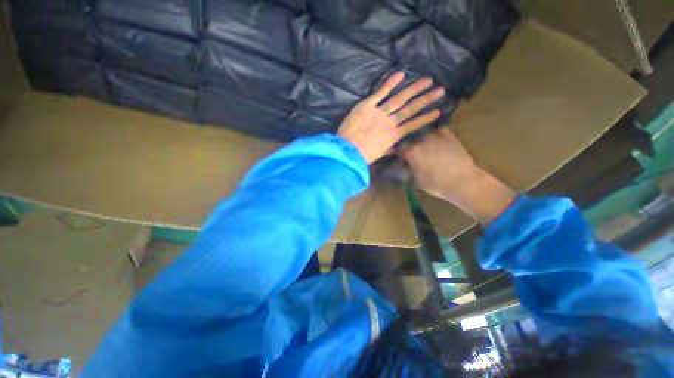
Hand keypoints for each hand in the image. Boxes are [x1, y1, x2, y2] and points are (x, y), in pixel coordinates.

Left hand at [337, 72, 444, 163]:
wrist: (347, 152)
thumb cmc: (363, 156)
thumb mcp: (379, 155)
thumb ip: (389, 149)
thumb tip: (397, 148)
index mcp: (393, 136)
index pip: (412, 125)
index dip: (425, 118)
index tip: (438, 111)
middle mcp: (390, 122)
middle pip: (410, 109)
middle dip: (426, 99)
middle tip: (440, 90)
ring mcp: (379, 112)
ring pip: (399, 99)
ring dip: (414, 89)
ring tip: (428, 80)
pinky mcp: (367, 106)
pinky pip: (379, 93)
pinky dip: (389, 83)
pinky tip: (401, 73)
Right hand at [400, 128, 516, 224]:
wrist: (464, 182)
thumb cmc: (436, 184)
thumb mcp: (415, 180)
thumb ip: (406, 168)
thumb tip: (402, 162)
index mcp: (411, 151)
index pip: (397, 147)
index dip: (394, 150)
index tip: (394, 154)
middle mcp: (421, 140)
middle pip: (409, 138)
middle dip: (406, 143)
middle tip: (407, 150)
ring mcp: (436, 135)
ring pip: (422, 133)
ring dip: (419, 139)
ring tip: (420, 145)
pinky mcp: (449, 135)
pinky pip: (437, 132)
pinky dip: (434, 136)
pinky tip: (435, 141)